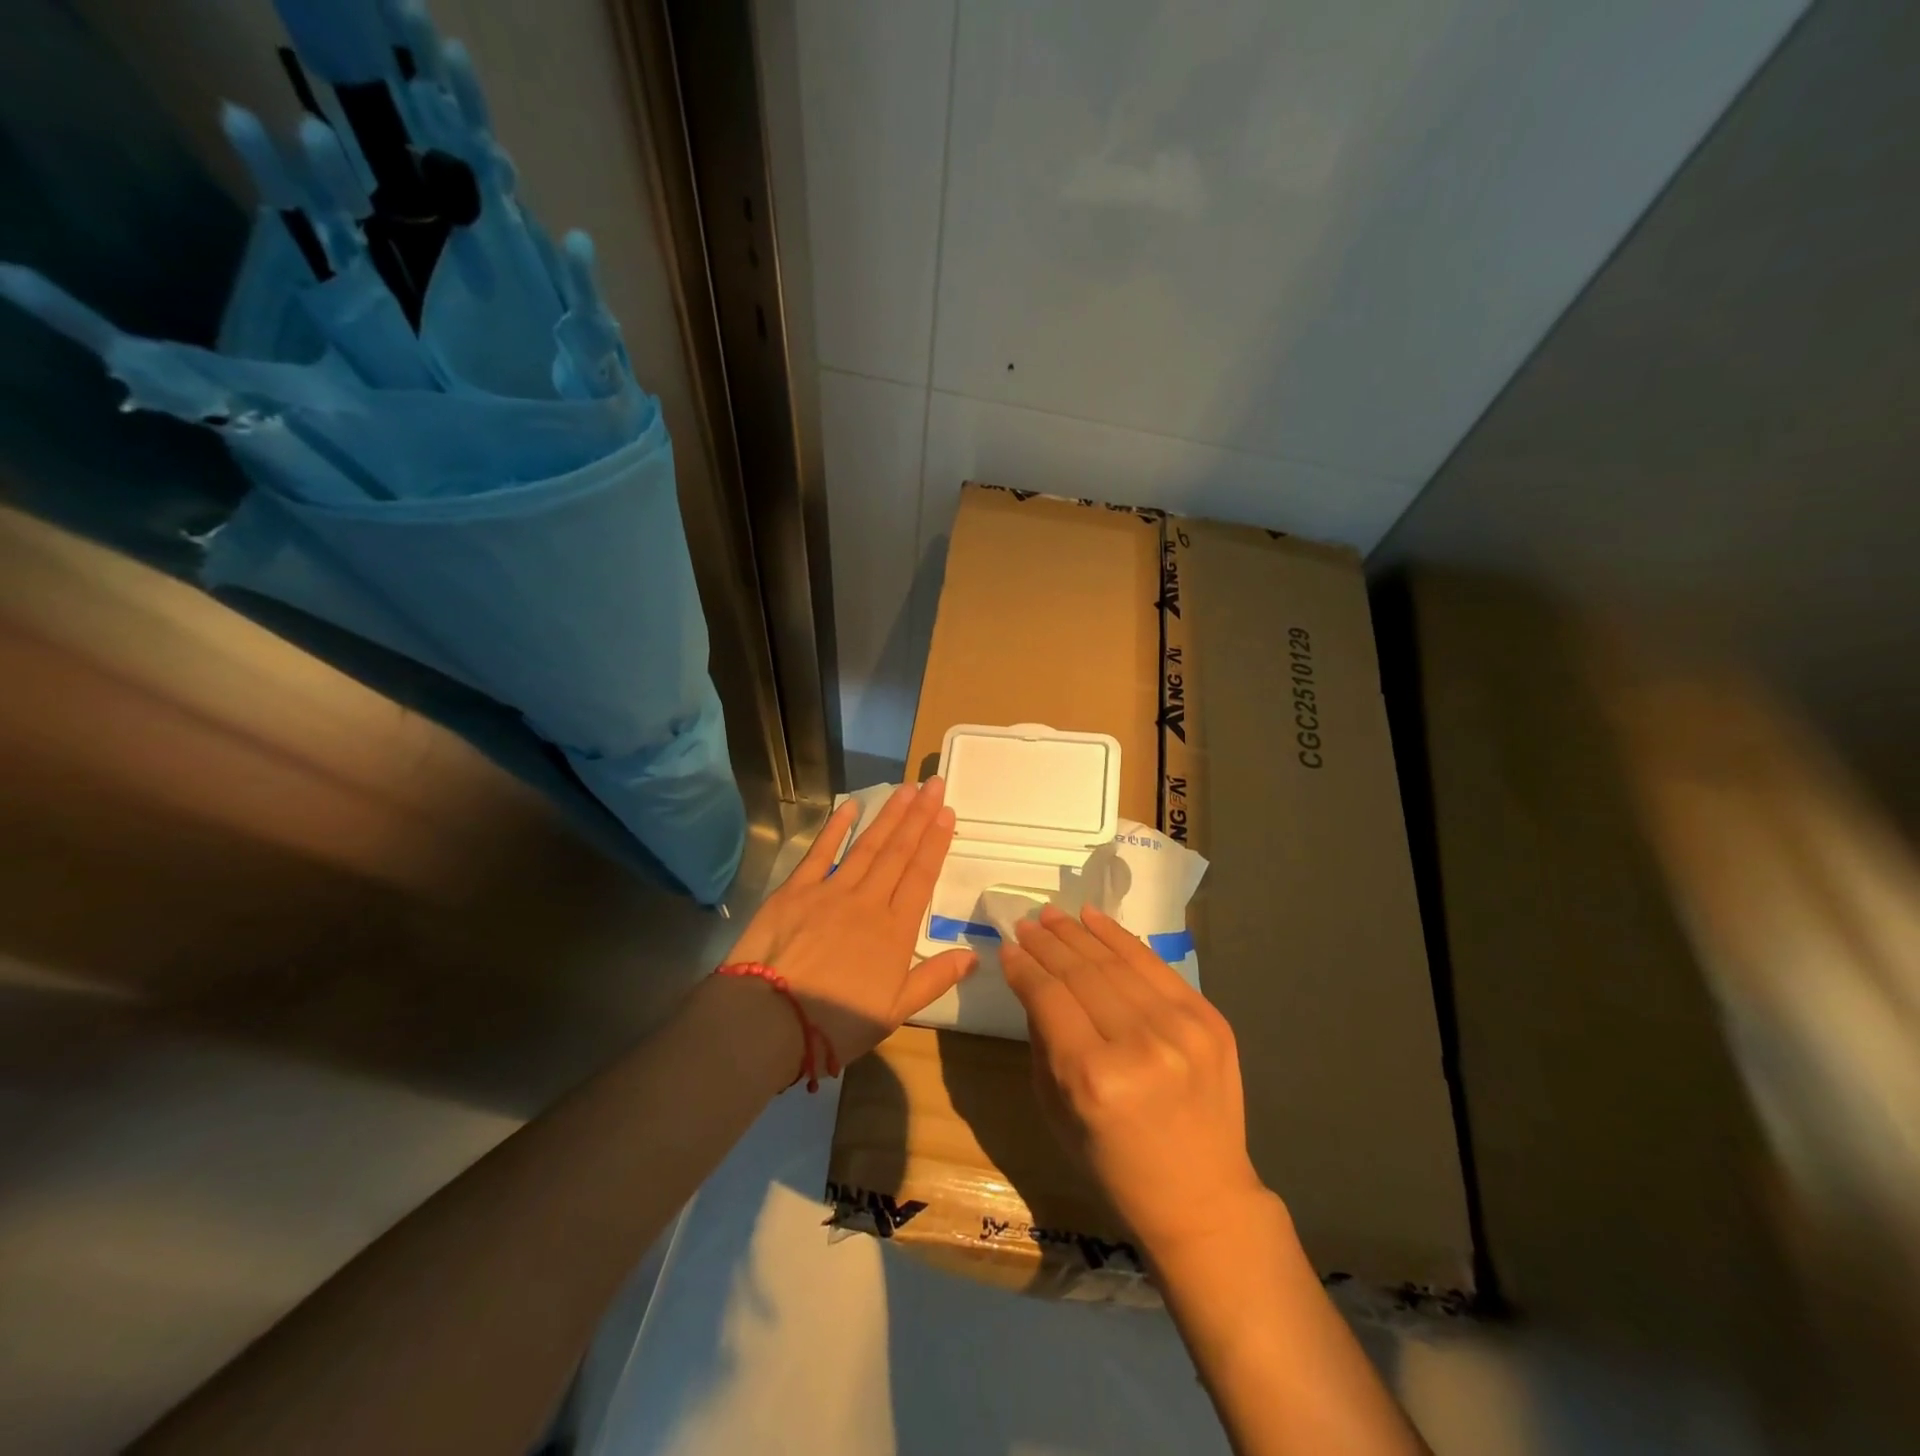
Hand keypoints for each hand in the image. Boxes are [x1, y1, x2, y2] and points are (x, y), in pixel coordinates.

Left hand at [727, 778, 977, 1069]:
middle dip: (919, 816)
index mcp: (895, 931)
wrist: (771, 1018)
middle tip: (934, 784)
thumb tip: (973, 956)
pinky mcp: (796, 890)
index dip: (936, 842)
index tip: (948, 813)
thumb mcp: (895, 1011)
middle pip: (899, 852)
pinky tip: (851, 806)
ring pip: (867, 845)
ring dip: (889, 815)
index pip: (922, 875)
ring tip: (906, 788)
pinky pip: (820, 851)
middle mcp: (869, 901)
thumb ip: (934, 978)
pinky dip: (836, 827)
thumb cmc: (836, 1023)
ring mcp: (831, 890)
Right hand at [1002, 904, 1269, 1259]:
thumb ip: (1042, 1042)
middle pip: (1081, 973)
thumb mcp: (1057, 1113)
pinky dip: (1121, 938)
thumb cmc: (1115, 1168)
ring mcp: (1182, 1027)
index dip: (1024, 968)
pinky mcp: (1210, 1019)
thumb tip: (1032, 983)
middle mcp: (1140, 1044)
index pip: (1049, 998)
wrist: (1203, 1199)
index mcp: (1094, 1078)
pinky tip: (1094, 919)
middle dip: (1047, 944)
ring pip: (1117, 961)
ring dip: (1079, 933)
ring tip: (1054, 915)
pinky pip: (1155, 967)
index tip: (1007, 947)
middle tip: (1026, 924)